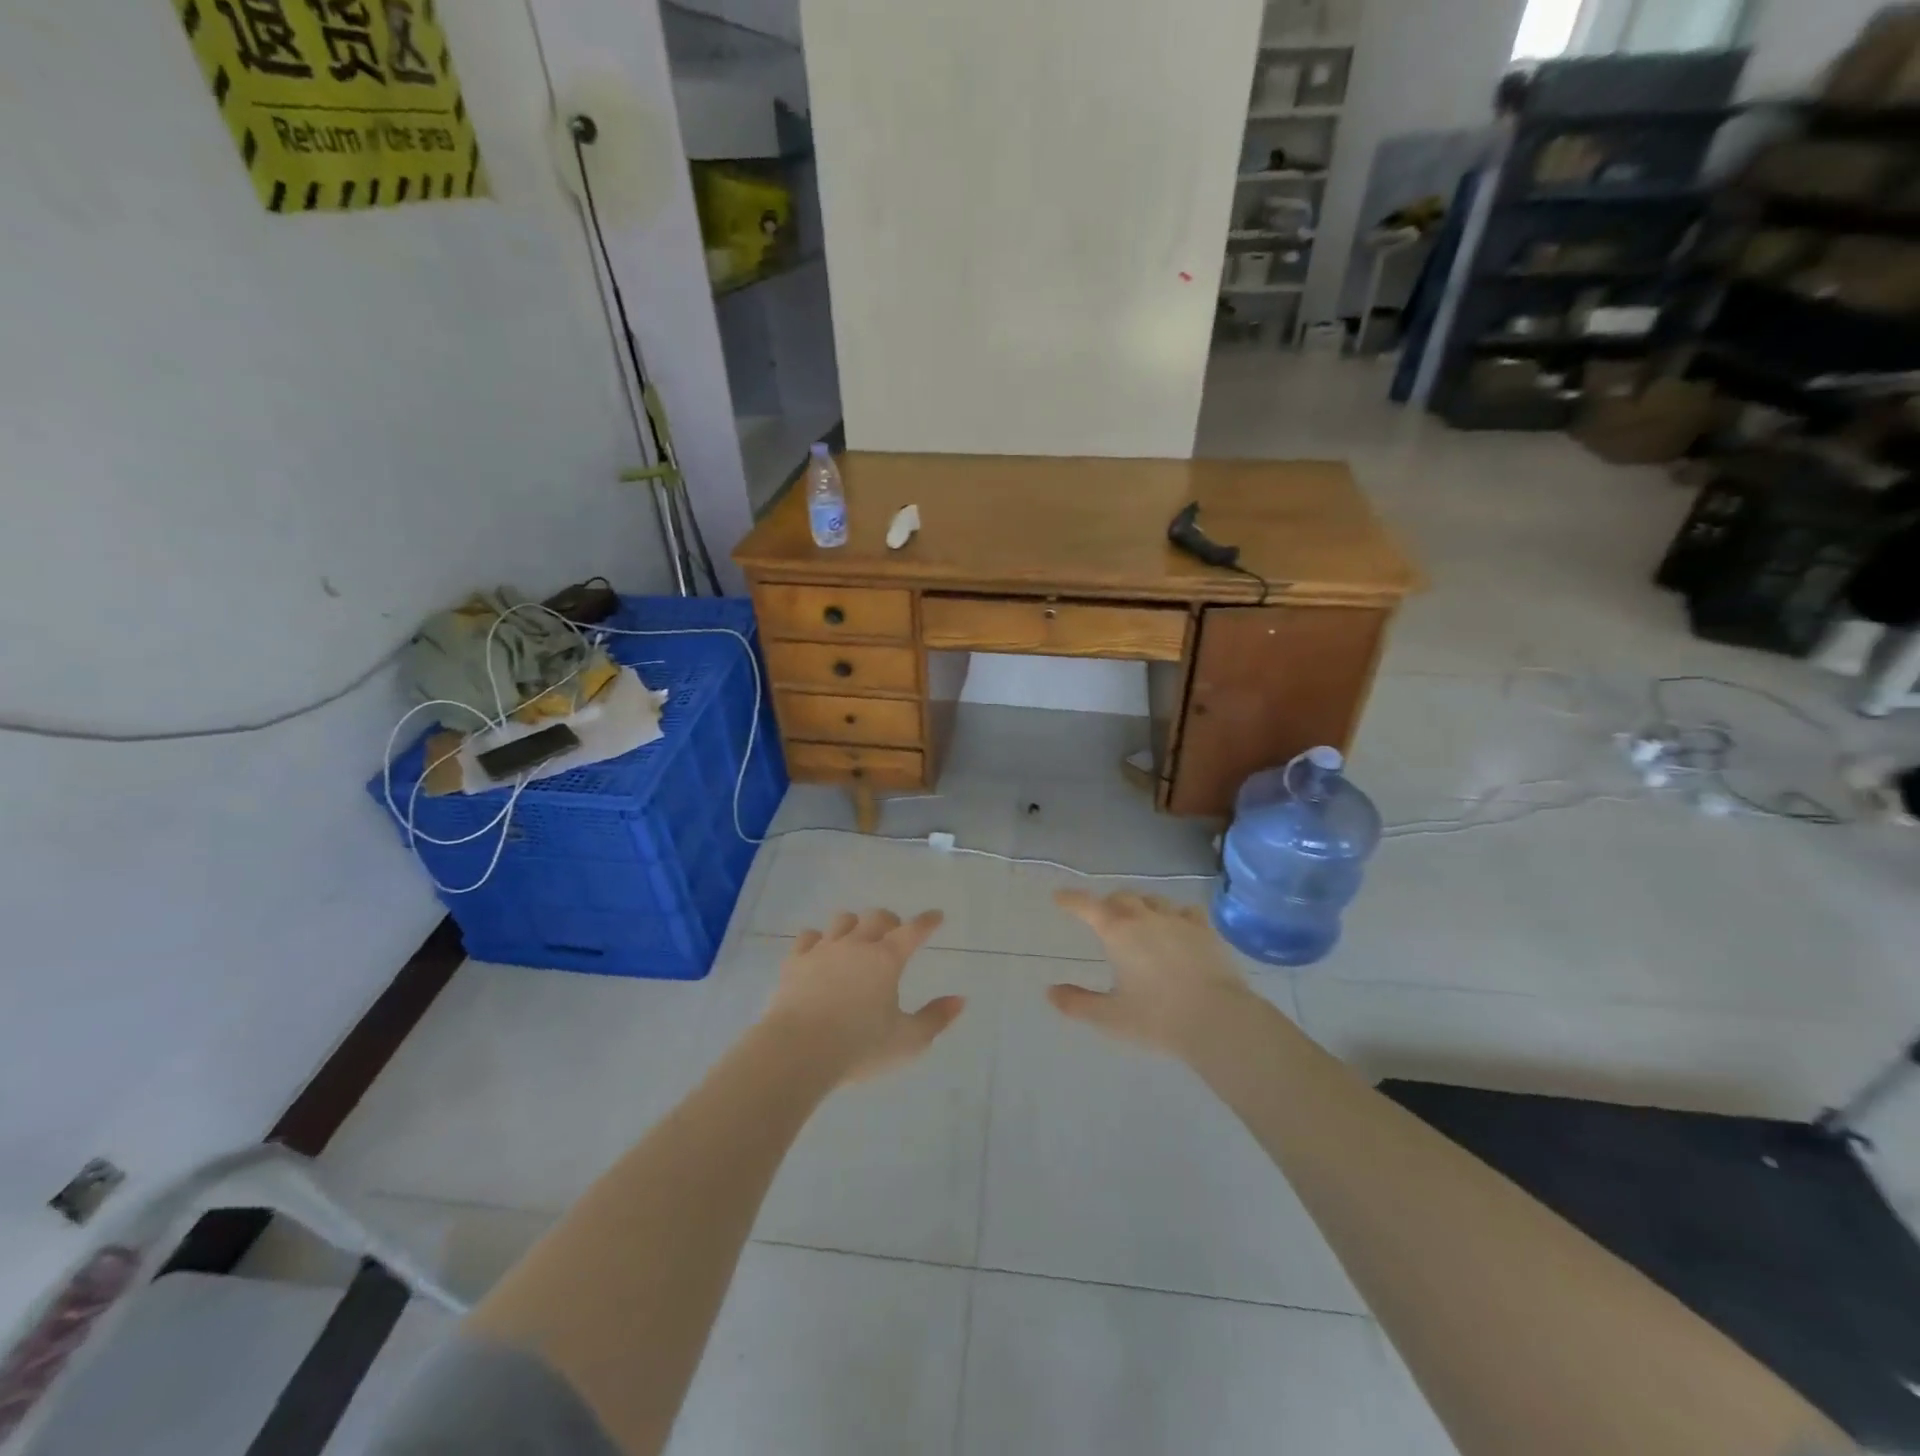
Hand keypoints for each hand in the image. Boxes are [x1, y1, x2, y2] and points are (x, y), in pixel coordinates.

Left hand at [762, 909, 963, 1083]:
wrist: (798, 1051)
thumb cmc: (859, 1047)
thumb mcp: (907, 1041)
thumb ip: (936, 1018)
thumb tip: (960, 1000)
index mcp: (887, 959)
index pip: (913, 931)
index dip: (927, 922)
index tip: (936, 916)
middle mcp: (856, 945)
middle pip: (876, 918)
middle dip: (890, 921)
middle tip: (894, 932)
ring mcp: (823, 950)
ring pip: (842, 921)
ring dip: (854, 925)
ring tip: (857, 938)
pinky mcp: (795, 961)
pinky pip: (808, 937)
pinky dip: (818, 939)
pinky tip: (820, 949)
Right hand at [1048, 890, 1255, 1058]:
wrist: (1218, 1020)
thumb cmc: (1157, 1019)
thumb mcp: (1110, 1017)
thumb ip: (1078, 1003)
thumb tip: (1050, 992)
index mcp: (1118, 932)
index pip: (1087, 906)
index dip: (1071, 899)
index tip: (1059, 897)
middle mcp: (1146, 918)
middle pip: (1121, 898)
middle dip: (1107, 904)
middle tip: (1102, 916)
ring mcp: (1179, 921)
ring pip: (1153, 900)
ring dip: (1139, 905)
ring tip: (1138, 919)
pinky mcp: (1206, 931)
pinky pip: (1185, 911)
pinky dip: (1174, 914)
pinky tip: (1177, 925)